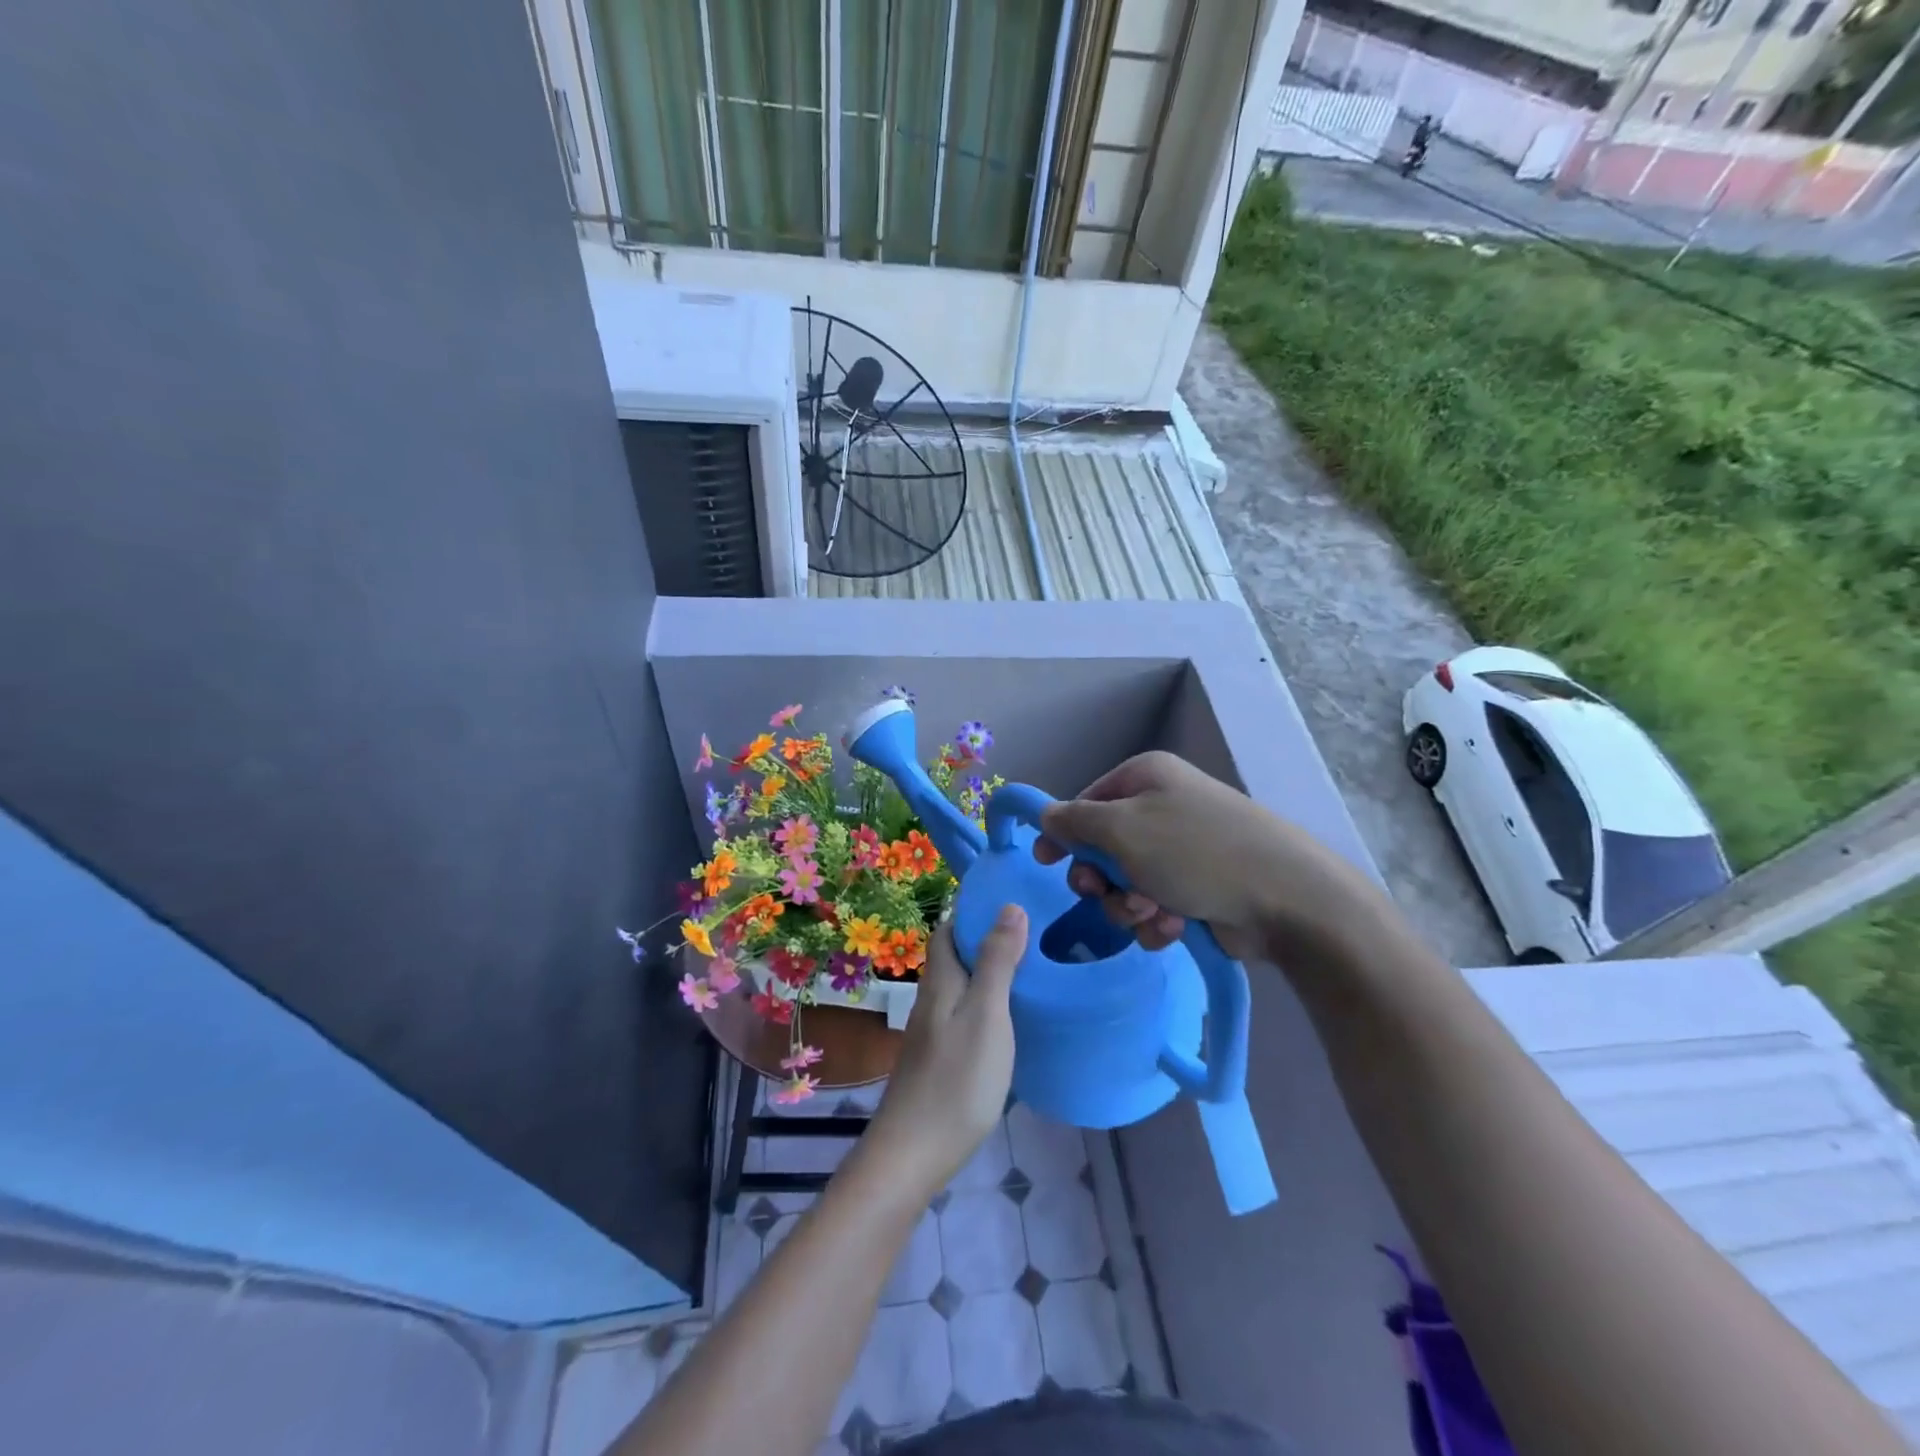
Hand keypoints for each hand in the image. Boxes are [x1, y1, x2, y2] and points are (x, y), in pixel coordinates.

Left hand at [863, 907, 1027, 1199]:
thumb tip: (1008, 906)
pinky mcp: (940, 1058)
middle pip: (954, 956)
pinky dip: (986, 1002)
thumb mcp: (987, 1014)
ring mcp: (934, 1031)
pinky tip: (1010, 1017)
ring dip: (987, 971)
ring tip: (1030, 969)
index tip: (1011, 900)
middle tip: (1032, 933)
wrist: (915, 1152)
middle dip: (985, 939)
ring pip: (960, 986)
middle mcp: (932, 998)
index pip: (949, 929)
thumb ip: (997, 961)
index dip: (973, 911)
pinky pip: (964, 1013)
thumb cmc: (957, 1079)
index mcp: (941, 980)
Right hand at [1034, 751, 1382, 964]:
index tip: (1045, 862)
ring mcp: (1184, 850)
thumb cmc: (1195, 852)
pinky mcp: (1199, 889)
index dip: (1064, 833)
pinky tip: (1176, 927)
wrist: (1285, 898)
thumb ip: (1074, 822)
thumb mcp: (1122, 830)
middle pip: (1103, 847)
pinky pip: (1155, 905)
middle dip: (1102, 879)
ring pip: (1126, 883)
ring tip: (1155, 913)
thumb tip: (1046, 815)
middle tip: (1106, 893)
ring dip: (1129, 905)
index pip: (1086, 802)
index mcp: (1146, 778)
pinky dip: (1157, 920)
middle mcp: (1164, 808)